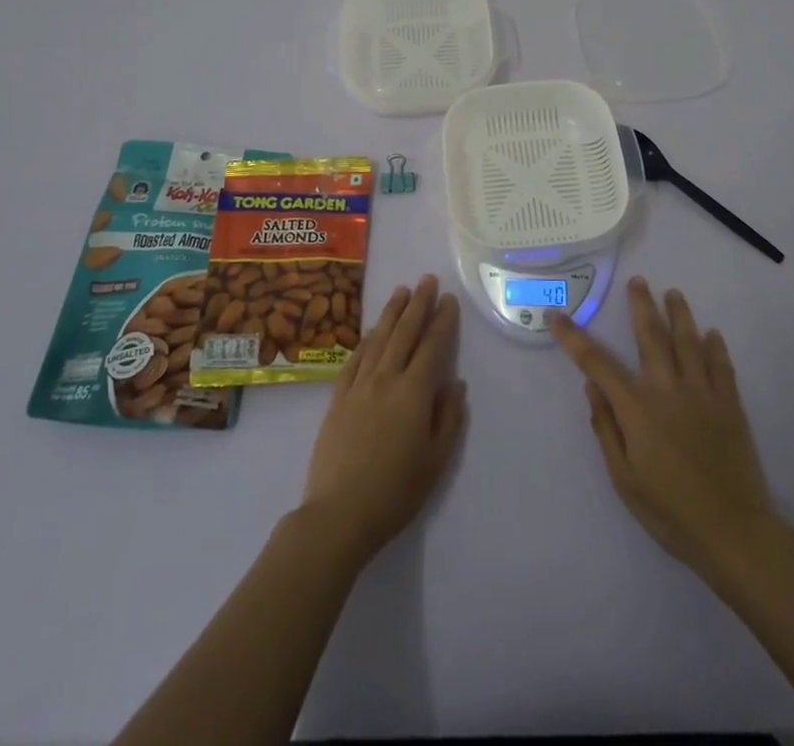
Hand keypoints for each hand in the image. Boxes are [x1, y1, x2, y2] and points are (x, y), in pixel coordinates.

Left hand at [300, 275, 466, 565]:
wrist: (338, 514)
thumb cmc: (395, 492)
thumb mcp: (435, 462)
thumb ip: (448, 418)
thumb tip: (455, 383)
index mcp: (414, 393)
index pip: (432, 346)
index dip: (442, 321)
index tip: (449, 299)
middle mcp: (386, 379)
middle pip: (405, 333)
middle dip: (418, 304)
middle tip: (427, 280)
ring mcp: (359, 386)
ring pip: (378, 339)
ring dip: (391, 313)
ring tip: (401, 291)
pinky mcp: (338, 397)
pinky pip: (355, 359)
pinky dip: (366, 340)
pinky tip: (372, 331)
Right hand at [551, 277, 774, 577]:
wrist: (734, 533)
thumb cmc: (670, 512)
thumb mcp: (624, 479)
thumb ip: (606, 430)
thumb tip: (592, 389)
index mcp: (637, 408)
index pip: (597, 363)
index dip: (573, 338)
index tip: (556, 315)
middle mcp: (668, 389)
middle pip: (650, 336)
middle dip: (641, 306)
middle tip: (638, 281)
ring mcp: (702, 393)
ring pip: (688, 342)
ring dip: (679, 314)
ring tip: (673, 293)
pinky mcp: (730, 405)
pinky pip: (722, 366)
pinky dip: (716, 347)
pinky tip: (712, 334)